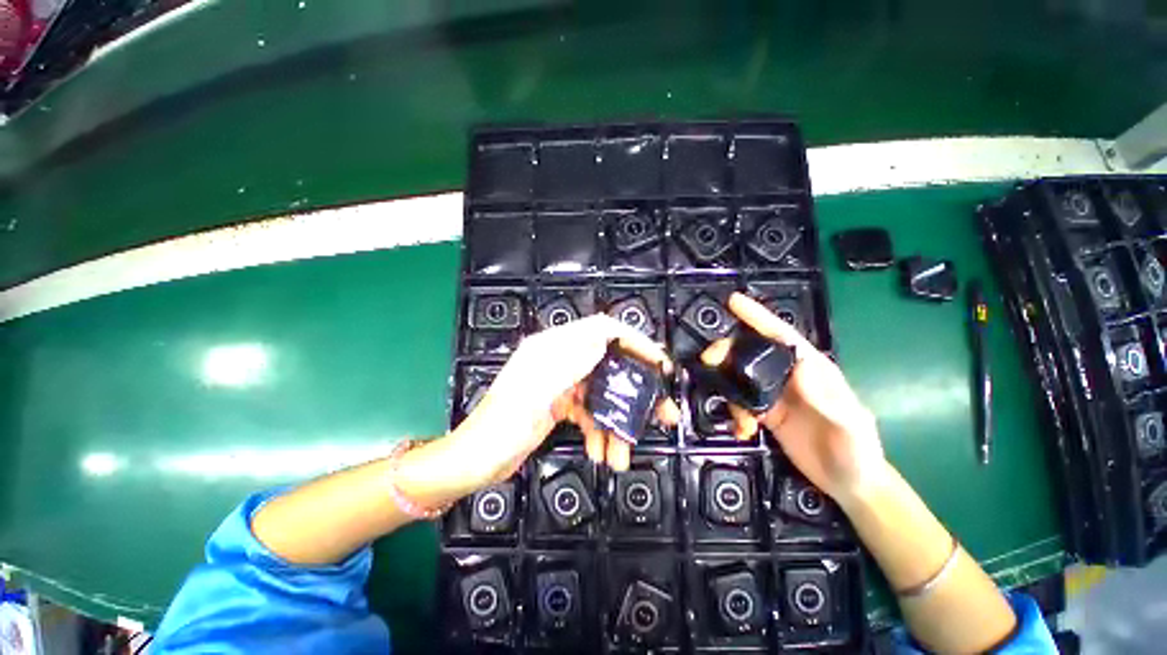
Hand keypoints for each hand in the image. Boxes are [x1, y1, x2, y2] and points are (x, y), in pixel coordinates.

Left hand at [448, 314, 678, 488]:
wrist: (476, 462)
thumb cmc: (498, 427)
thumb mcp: (534, 393)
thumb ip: (569, 364)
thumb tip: (602, 339)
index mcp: (551, 348)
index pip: (600, 330)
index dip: (632, 340)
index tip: (656, 361)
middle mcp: (560, 361)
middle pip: (607, 364)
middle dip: (634, 388)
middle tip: (659, 410)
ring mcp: (562, 384)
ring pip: (602, 393)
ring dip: (618, 420)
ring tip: (624, 450)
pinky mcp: (562, 405)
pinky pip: (591, 412)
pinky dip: (601, 430)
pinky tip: (602, 450)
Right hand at [701, 293, 886, 501]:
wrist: (849, 484)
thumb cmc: (857, 452)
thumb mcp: (850, 428)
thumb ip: (829, 400)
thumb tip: (801, 366)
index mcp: (812, 369)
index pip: (782, 335)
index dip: (758, 316)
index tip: (733, 301)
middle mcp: (789, 376)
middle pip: (752, 352)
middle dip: (728, 352)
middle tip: (708, 361)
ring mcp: (775, 394)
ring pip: (740, 376)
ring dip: (728, 387)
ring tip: (738, 417)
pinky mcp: (765, 413)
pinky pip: (740, 402)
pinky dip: (735, 412)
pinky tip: (743, 430)